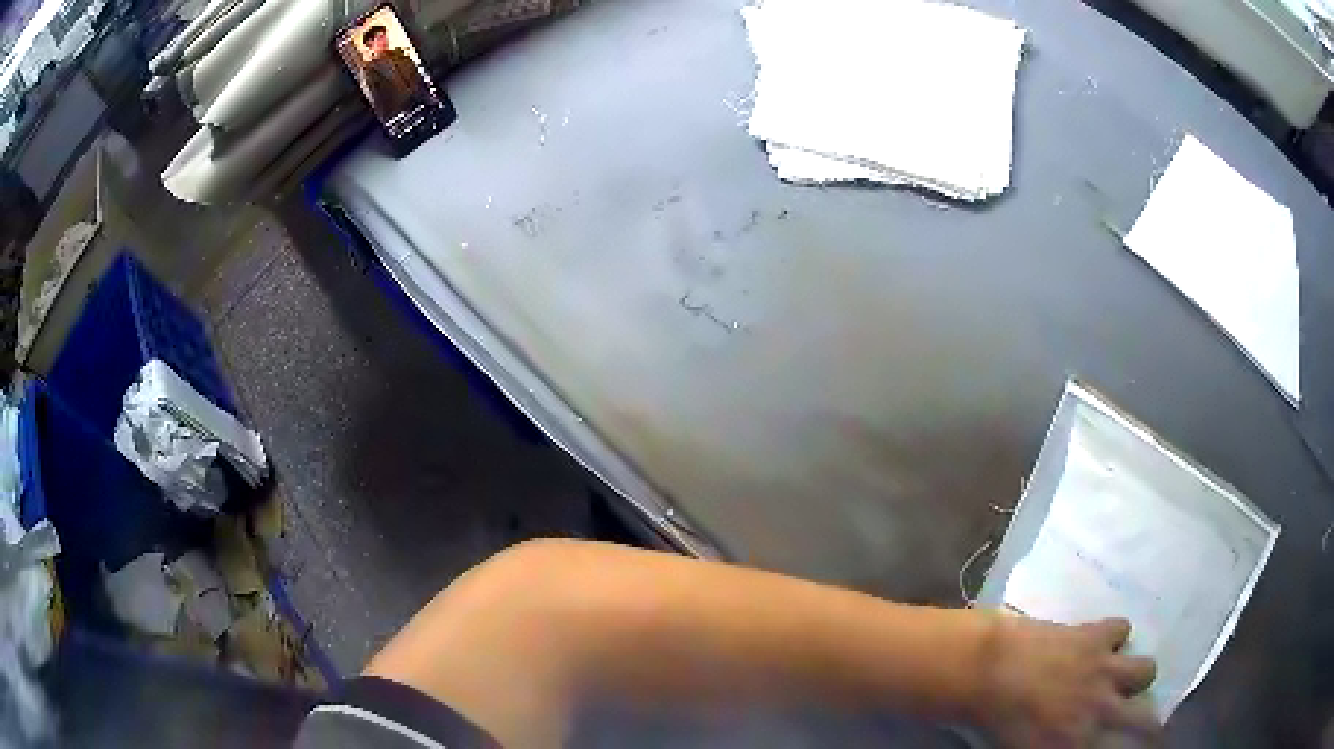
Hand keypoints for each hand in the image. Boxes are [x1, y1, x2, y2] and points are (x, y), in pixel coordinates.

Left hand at [976, 616, 1160, 747]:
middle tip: (1153, 727)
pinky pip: (1123, 628)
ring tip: (1122, 676)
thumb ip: (1065, 747)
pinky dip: (1114, 635)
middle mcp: (1102, 710)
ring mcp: (1104, 670)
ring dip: (1136, 675)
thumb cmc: (997, 722)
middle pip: (1146, 720)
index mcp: (1079, 744)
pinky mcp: (1098, 635)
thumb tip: (1083, 741)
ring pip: (1146, 670)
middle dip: (1153, 726)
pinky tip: (1101, 640)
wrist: (986, 670)